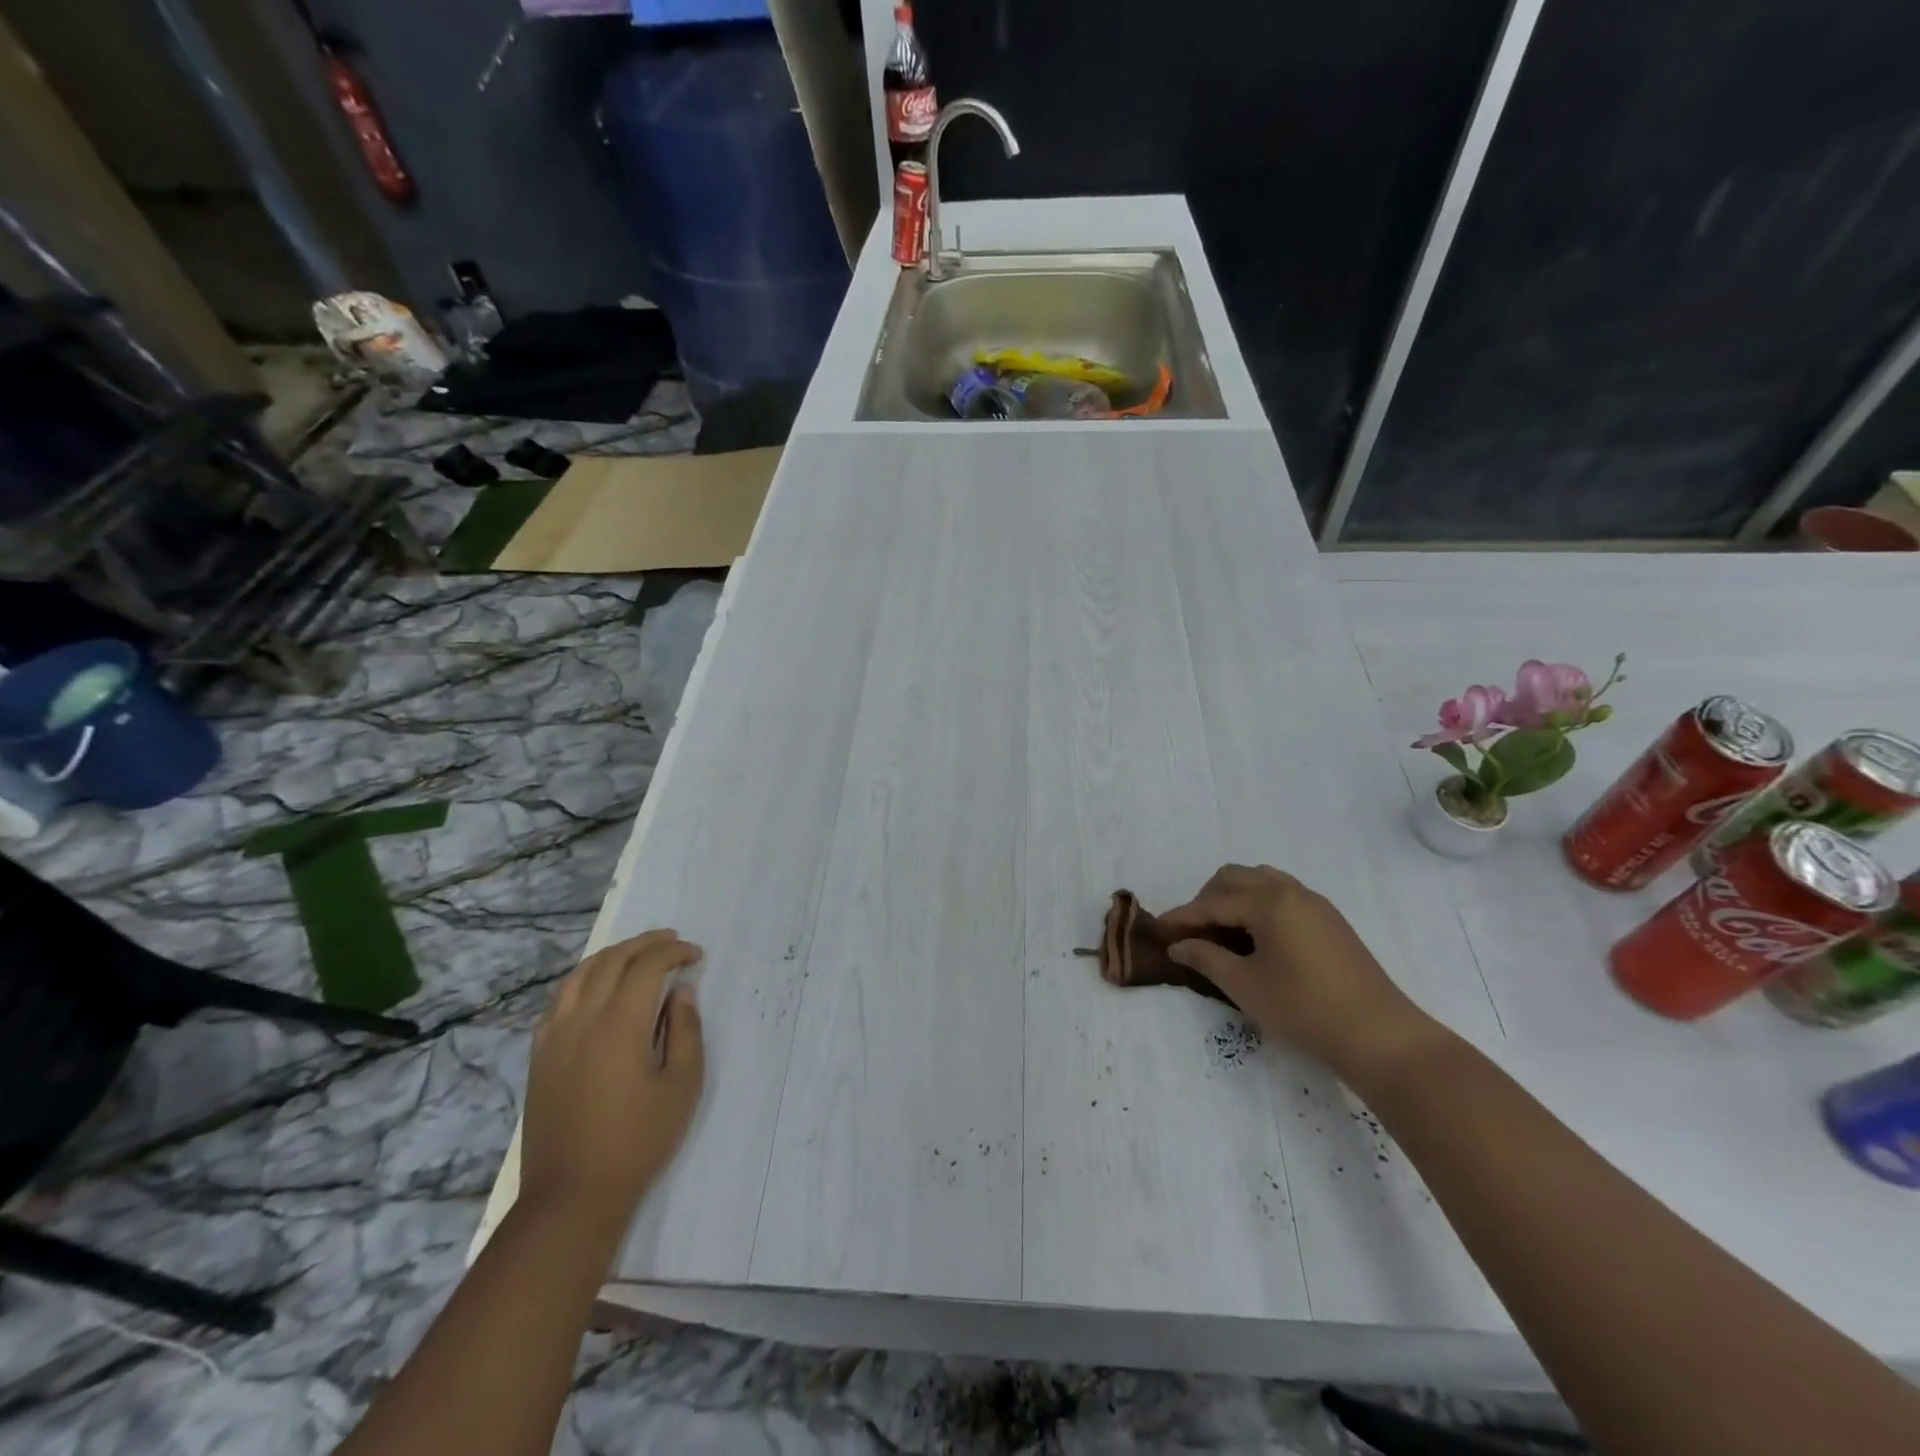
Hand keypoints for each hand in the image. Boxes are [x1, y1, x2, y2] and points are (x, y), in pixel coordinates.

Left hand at [519, 930, 704, 1231]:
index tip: (696, 956)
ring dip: (612, 956)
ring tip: (636, 954)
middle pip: (611, 961)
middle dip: (645, 944)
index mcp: (619, 1025)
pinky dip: (583, 980)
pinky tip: (598, 989)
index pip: (646, 966)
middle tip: (672, 942)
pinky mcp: (539, 1056)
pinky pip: (559, 1000)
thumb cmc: (637, 1141)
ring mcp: (553, 1037)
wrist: (571, 1197)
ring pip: (579, 975)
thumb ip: (685, 1030)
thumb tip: (681, 992)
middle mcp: (581, 1020)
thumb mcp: (682, 1086)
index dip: (673, 952)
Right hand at [1158, 865, 1437, 1079]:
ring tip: (1221, 932)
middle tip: (1191, 932)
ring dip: (1234, 898)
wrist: (1380, 1036)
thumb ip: (1206, 957)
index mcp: (1268, 901)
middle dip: (1206, 900)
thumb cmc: (1304, 1009)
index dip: (1182, 917)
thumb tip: (1178, 944)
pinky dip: (1258, 906)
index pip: (1212, 902)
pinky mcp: (1330, 921)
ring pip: (1262, 881)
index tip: (1158, 932)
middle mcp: (1291, 891)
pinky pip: (1282, 895)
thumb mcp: (1245, 985)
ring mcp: (1315, 904)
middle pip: (1235, 877)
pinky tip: (1255, 938)